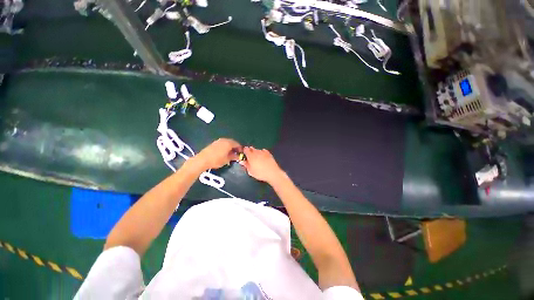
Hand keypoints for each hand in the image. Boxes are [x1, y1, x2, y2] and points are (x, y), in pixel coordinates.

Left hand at [195, 138, 241, 169]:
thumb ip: (234, 157)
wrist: (202, 160)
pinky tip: (224, 152)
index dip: (240, 149)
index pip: (238, 144)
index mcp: (229, 143)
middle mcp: (224, 140)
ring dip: (230, 147)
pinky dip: (225, 147)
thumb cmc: (217, 160)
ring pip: (227, 143)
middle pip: (232, 142)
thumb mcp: (227, 160)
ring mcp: (218, 141)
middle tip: (237, 154)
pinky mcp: (214, 143)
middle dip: (235, 148)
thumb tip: (238, 156)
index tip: (242, 154)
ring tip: (231, 154)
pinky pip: (222, 144)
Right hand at [240, 147, 284, 183]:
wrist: (272, 173)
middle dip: (250, 151)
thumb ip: (246, 165)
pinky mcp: (269, 153)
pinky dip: (262, 153)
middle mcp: (256, 151)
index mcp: (251, 155)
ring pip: (257, 150)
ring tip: (257, 159)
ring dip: (256, 152)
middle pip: (251, 148)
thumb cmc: (260, 173)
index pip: (245, 149)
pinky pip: (263, 151)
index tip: (244, 155)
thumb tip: (241, 161)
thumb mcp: (250, 171)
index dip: (244, 151)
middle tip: (250, 158)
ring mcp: (263, 152)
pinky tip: (263, 157)